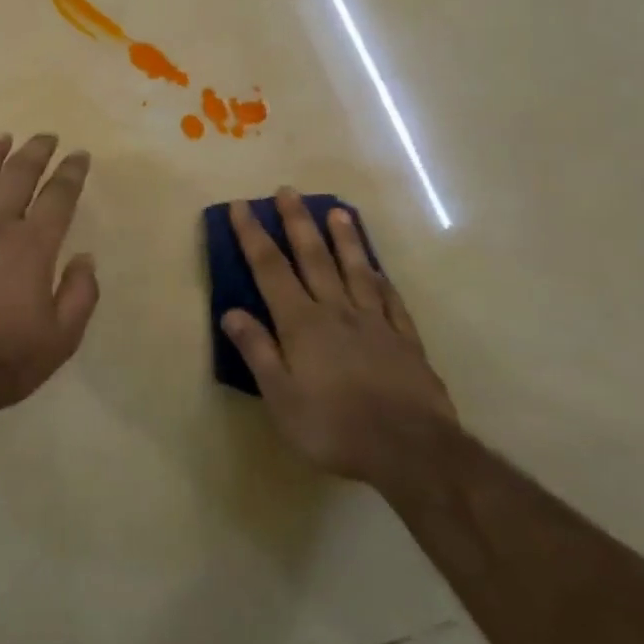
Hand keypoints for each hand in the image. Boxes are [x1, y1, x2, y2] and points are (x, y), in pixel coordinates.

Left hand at [0, 134, 99, 417]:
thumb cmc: (5, 360)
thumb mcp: (61, 339)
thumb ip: (80, 294)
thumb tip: (84, 257)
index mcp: (31, 246)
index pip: (58, 196)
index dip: (71, 172)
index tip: (79, 155)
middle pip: (18, 175)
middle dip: (36, 151)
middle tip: (46, 136)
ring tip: (1, 138)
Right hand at [220, 190, 456, 484]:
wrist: (412, 452)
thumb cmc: (334, 427)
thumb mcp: (281, 397)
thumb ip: (257, 351)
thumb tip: (231, 311)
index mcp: (302, 323)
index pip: (270, 269)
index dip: (253, 236)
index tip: (242, 206)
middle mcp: (337, 311)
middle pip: (314, 257)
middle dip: (298, 222)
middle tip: (289, 191)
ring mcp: (375, 323)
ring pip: (356, 270)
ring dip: (345, 239)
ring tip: (338, 211)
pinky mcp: (406, 342)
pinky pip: (391, 301)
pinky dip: (382, 280)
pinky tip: (378, 269)